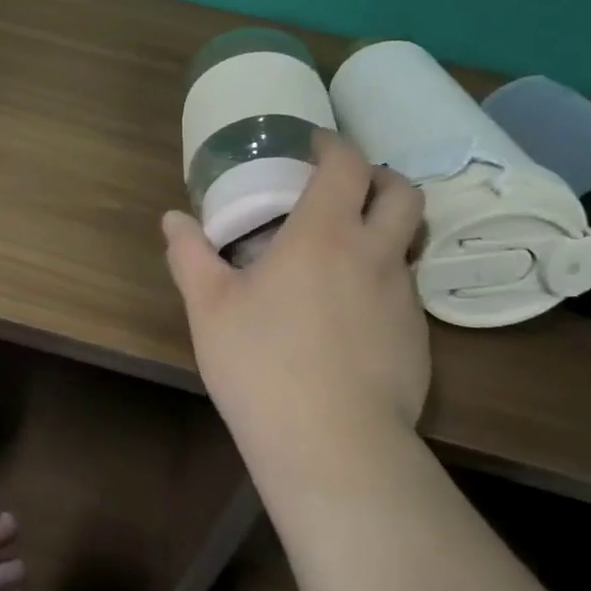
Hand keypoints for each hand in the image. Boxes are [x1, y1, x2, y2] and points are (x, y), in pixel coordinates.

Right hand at [162, 131, 429, 480]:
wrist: (332, 445)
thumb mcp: (209, 307)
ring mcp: (404, 298)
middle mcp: (374, 255)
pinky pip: (404, 292)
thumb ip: (190, 255)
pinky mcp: (418, 340)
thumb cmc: (261, 363)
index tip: (314, 146)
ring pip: (407, 244)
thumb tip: (172, 220)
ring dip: (382, 233)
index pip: (348, 164)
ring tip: (340, 257)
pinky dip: (380, 283)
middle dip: (378, 178)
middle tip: (343, 191)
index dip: (335, 145)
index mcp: (324, 234)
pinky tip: (347, 318)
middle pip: (402, 193)